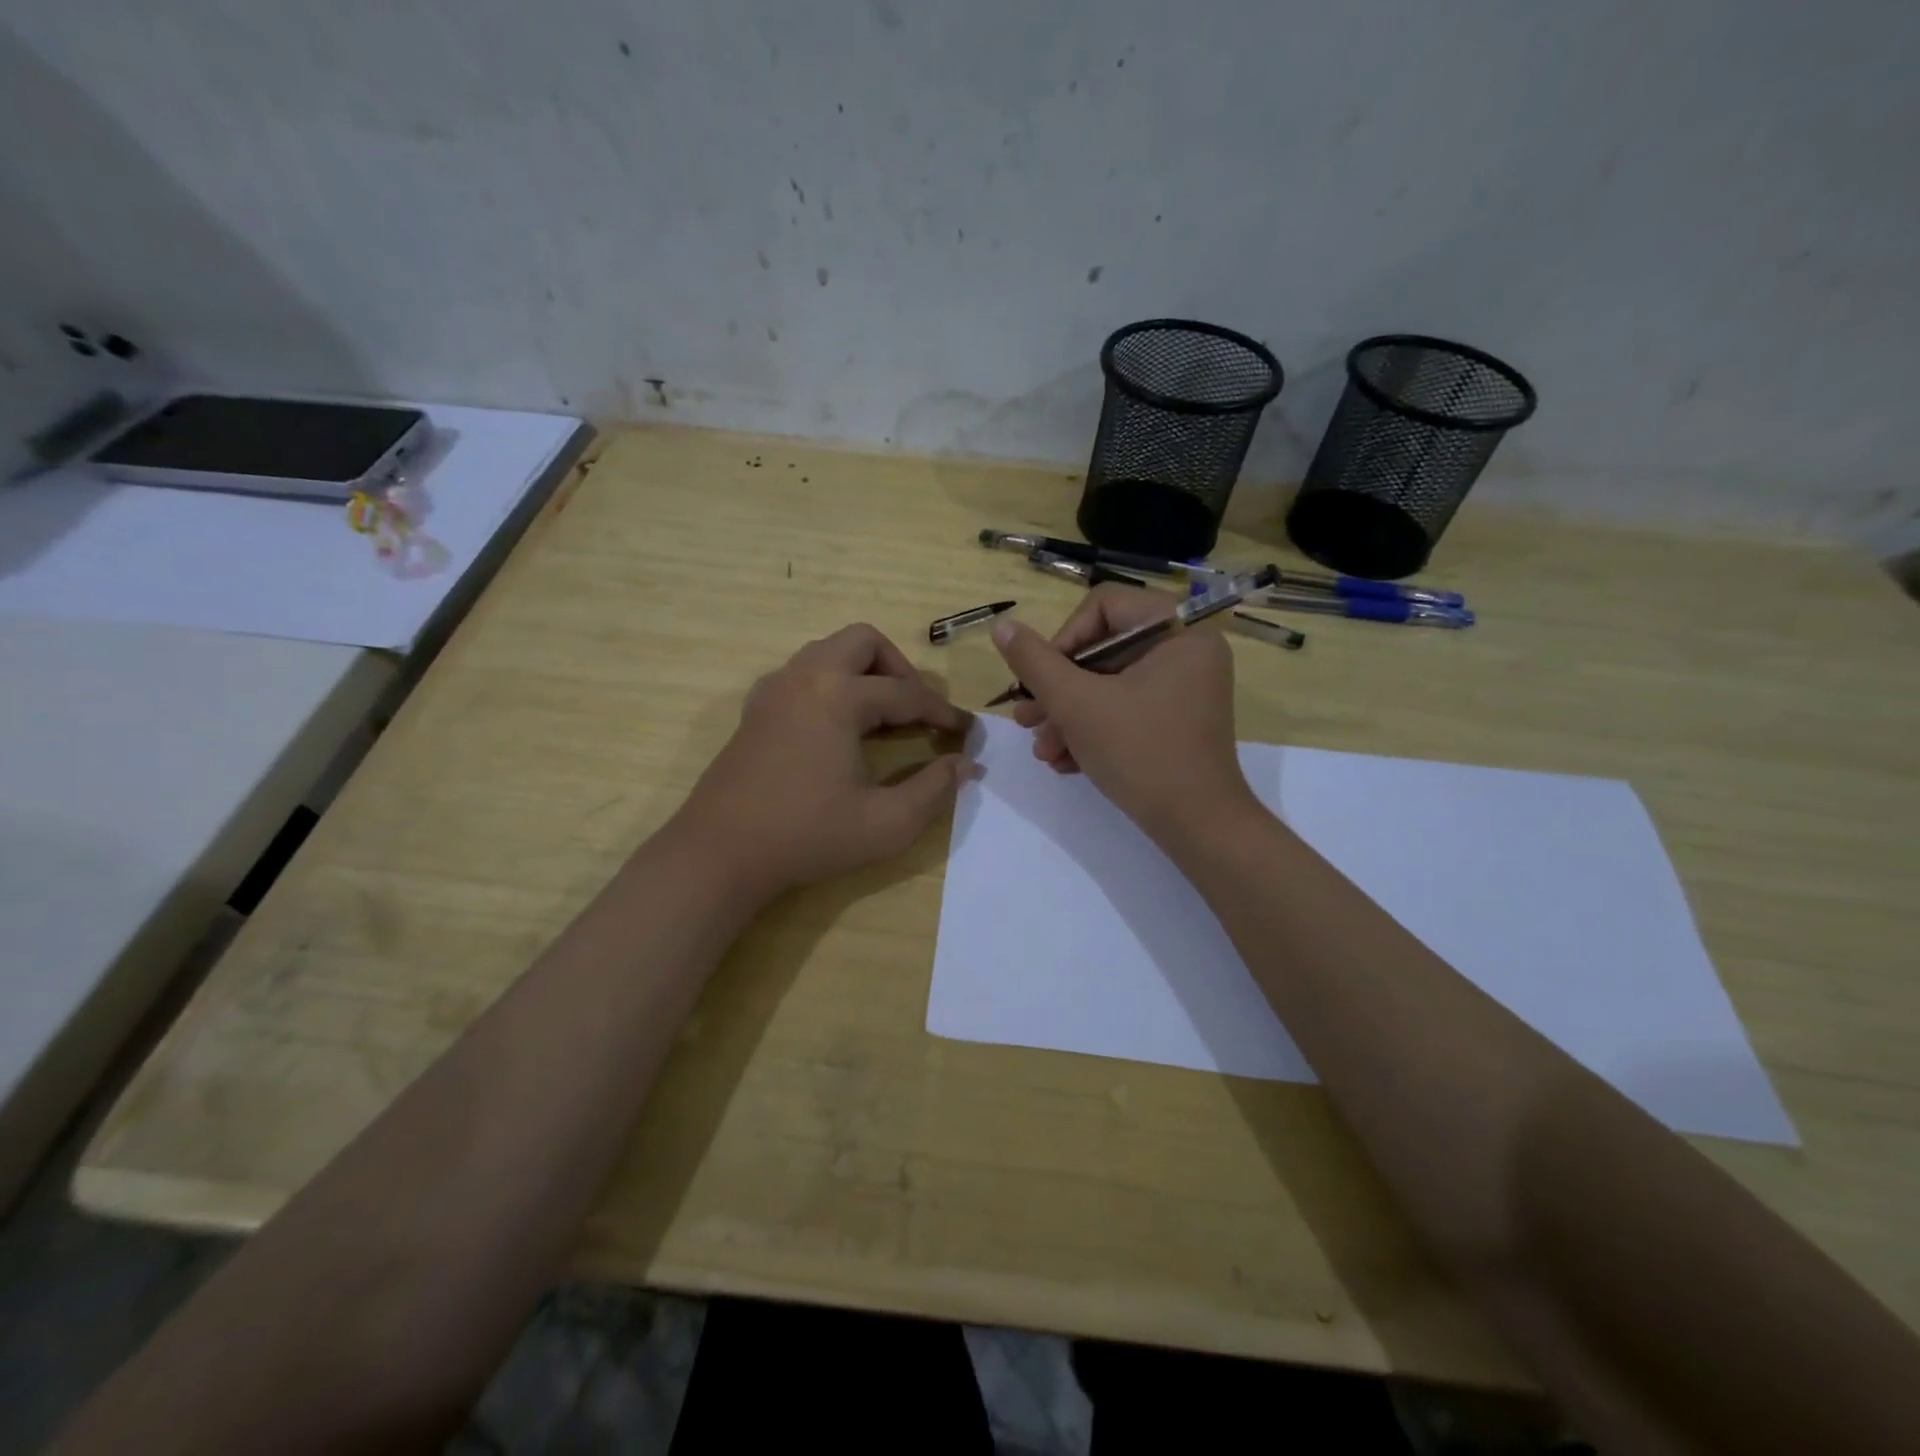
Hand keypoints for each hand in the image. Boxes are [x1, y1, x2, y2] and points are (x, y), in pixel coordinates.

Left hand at [673, 623, 974, 899]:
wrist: (720, 854)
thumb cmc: (807, 836)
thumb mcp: (886, 824)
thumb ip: (934, 790)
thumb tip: (968, 765)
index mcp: (837, 696)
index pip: (905, 693)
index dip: (942, 713)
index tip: (967, 731)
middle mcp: (805, 677)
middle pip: (864, 641)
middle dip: (899, 669)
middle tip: (917, 711)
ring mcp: (774, 689)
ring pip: (829, 652)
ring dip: (863, 672)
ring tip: (882, 716)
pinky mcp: (756, 709)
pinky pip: (803, 673)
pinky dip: (831, 684)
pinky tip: (838, 727)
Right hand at [990, 586, 1254, 841]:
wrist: (1196, 827)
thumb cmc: (1139, 752)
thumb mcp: (1076, 704)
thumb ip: (1035, 662)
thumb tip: (1002, 626)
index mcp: (1178, 631)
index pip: (1104, 606)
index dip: (1062, 639)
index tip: (1040, 680)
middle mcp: (1187, 652)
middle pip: (1103, 651)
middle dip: (1058, 691)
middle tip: (1026, 719)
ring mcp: (1185, 689)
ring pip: (1109, 686)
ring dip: (1067, 716)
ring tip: (1042, 749)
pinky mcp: (1177, 722)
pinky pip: (1127, 710)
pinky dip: (1093, 731)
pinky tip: (1064, 762)